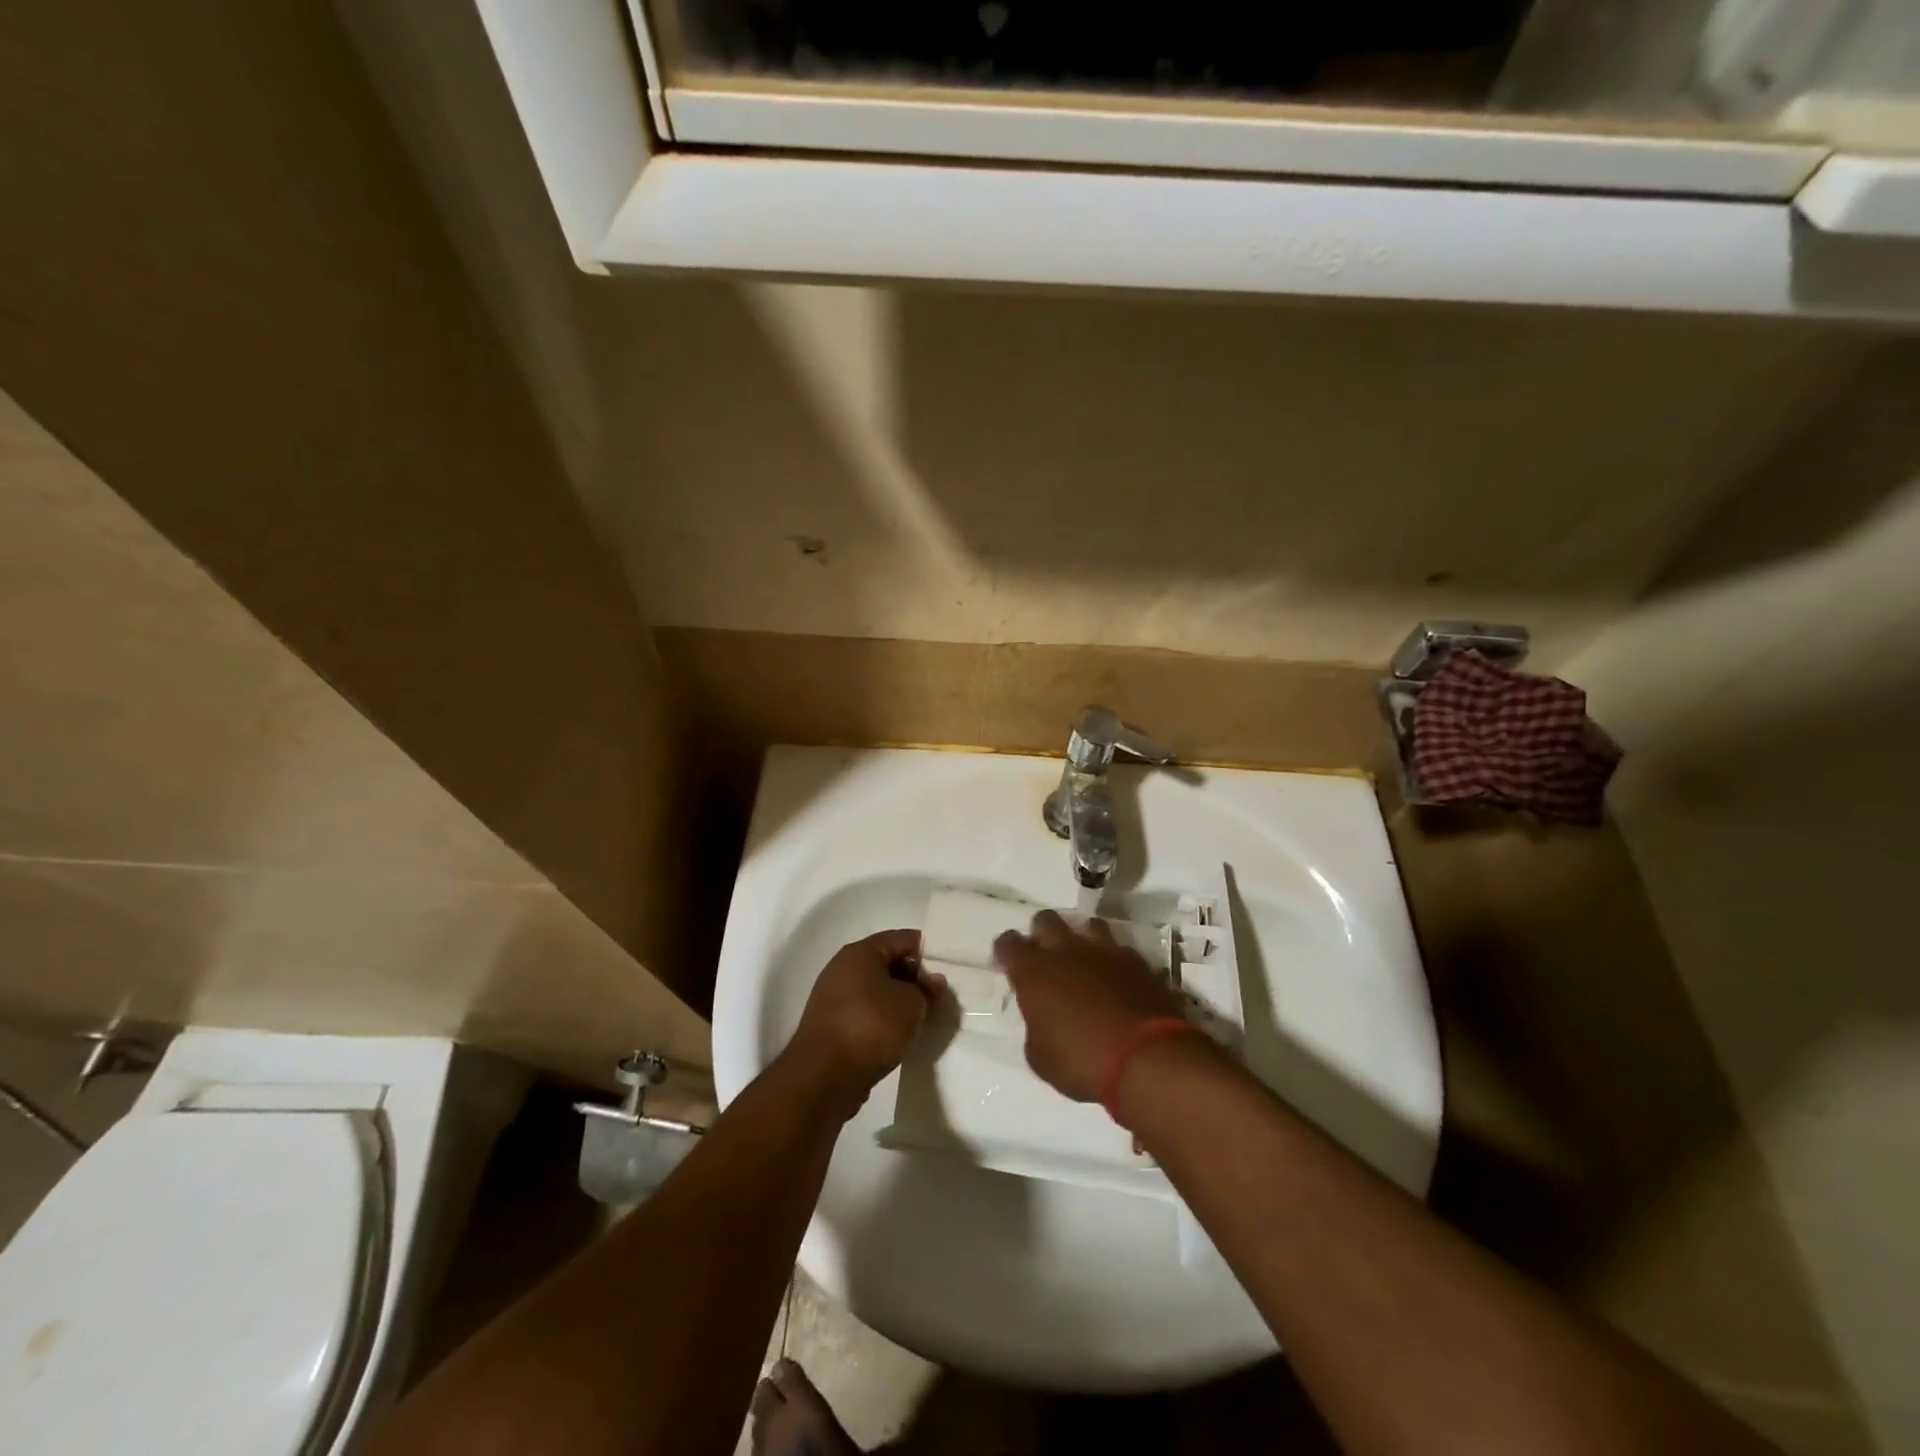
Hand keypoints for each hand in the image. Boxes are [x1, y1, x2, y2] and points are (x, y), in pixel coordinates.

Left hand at [786, 930, 943, 1112]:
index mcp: (860, 952)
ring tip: (922, 1017)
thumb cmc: (871, 1026)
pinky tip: (899, 1034)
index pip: (901, 938)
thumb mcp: (911, 1004)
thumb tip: (933, 981)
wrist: (824, 1077)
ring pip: (876, 990)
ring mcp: (833, 998)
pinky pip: (865, 1012)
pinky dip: (883, 1018)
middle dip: (914, 978)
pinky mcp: (831, 1025)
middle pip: (887, 963)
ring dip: (898, 1000)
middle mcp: (842, 968)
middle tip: (938, 996)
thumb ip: (926, 989)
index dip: (927, 951)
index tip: (947, 969)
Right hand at [995, 911, 1189, 1101]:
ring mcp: (1104, 950)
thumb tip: (1042, 1021)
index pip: (1008, 942)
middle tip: (1046, 958)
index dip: (1006, 951)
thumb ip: (1036, 1029)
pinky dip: (1115, 959)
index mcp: (1033, 971)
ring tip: (1086, 960)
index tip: (1009, 965)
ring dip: (1082, 937)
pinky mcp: (1137, 960)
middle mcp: (1065, 950)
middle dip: (1042, 933)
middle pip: (1046, 919)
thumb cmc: (1082, 1061)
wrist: (1145, 1057)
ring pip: (1087, 923)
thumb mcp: (1041, 1058)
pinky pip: (1120, 948)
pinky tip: (1118, 977)